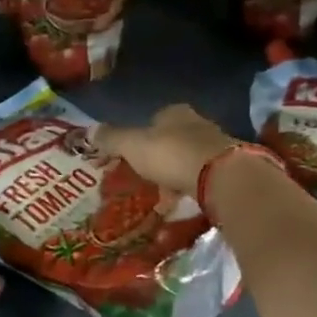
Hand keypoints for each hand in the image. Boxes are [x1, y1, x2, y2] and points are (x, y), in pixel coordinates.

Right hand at [92, 105, 238, 195]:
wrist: (221, 176)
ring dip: (173, 175)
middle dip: (156, 158)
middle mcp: (197, 124)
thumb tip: (89, 131)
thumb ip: (112, 139)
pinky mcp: (226, 169)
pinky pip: (200, 178)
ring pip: (186, 159)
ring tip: (159, 195)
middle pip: (170, 140)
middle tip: (141, 177)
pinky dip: (188, 189)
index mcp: (174, 113)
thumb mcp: (133, 145)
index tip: (127, 156)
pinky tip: (179, 203)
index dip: (137, 137)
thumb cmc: (171, 154)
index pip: (153, 120)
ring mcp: (215, 146)